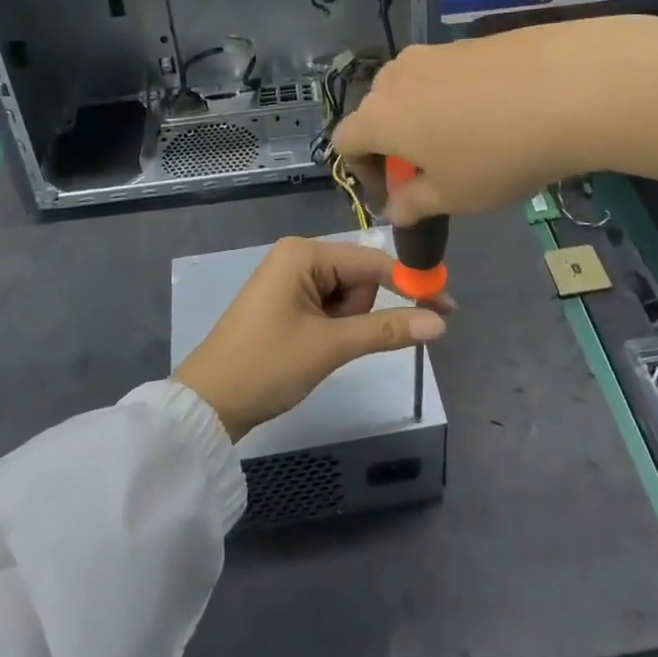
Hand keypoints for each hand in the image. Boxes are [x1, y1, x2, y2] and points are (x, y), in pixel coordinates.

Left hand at [174, 237, 449, 440]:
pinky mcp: (287, 301)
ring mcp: (290, 278)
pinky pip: (328, 306)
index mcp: (303, 253)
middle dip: (362, 312)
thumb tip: (441, 321)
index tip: (447, 305)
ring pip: (346, 295)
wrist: (209, 403)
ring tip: (318, 348)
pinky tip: (314, 348)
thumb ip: (386, 330)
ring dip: (346, 324)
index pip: (371, 261)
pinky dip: (334, 327)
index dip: (409, 283)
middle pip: (358, 277)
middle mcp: (297, 256)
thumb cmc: (267, 365)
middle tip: (337, 342)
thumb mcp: (330, 347)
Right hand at [334, 17, 657, 223]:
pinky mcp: (469, 42)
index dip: (360, 170)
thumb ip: (414, 204)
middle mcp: (396, 76)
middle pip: (376, 110)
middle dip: (392, 142)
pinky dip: (453, 96)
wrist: (568, 87)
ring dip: (422, 117)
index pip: (344, 140)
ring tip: (464, 142)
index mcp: (380, 116)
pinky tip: (494, 115)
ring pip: (411, 88)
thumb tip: (394, 208)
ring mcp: (434, 52)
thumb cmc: (497, 155)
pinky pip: (445, 73)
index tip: (392, 192)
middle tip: (429, 170)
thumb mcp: (454, 196)